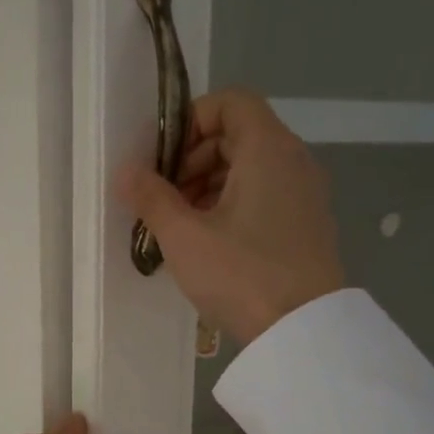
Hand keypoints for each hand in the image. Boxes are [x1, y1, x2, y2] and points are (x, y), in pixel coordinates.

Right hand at [116, 88, 346, 344]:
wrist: (301, 331)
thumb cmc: (241, 274)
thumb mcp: (184, 237)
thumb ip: (152, 197)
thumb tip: (126, 171)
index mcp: (268, 149)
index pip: (231, 102)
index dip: (191, 121)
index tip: (164, 161)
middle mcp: (294, 160)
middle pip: (238, 135)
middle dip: (193, 159)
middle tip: (166, 199)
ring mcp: (305, 194)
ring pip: (250, 168)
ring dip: (209, 185)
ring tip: (182, 226)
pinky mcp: (307, 225)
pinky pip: (265, 195)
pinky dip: (233, 205)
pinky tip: (210, 243)